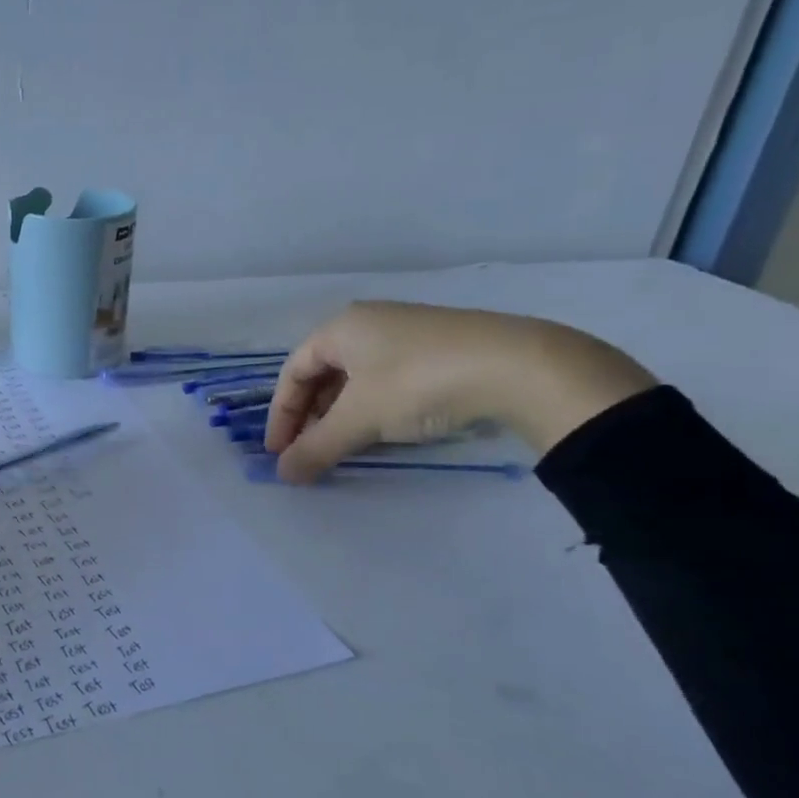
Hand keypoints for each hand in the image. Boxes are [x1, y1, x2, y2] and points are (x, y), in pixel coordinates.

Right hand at [264, 302, 656, 482]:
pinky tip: (384, 429)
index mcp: (340, 328)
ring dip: (341, 414)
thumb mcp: (360, 419)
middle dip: (310, 416)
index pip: (292, 372)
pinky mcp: (439, 348)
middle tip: (309, 451)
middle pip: (323, 374)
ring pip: (356, 378)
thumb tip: (282, 475)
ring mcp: (406, 333)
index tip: (279, 451)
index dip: (281, 414)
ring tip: (343, 445)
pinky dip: (373, 407)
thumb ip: (316, 447)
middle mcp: (368, 322)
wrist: (519, 366)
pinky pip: (386, 378)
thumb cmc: (417, 383)